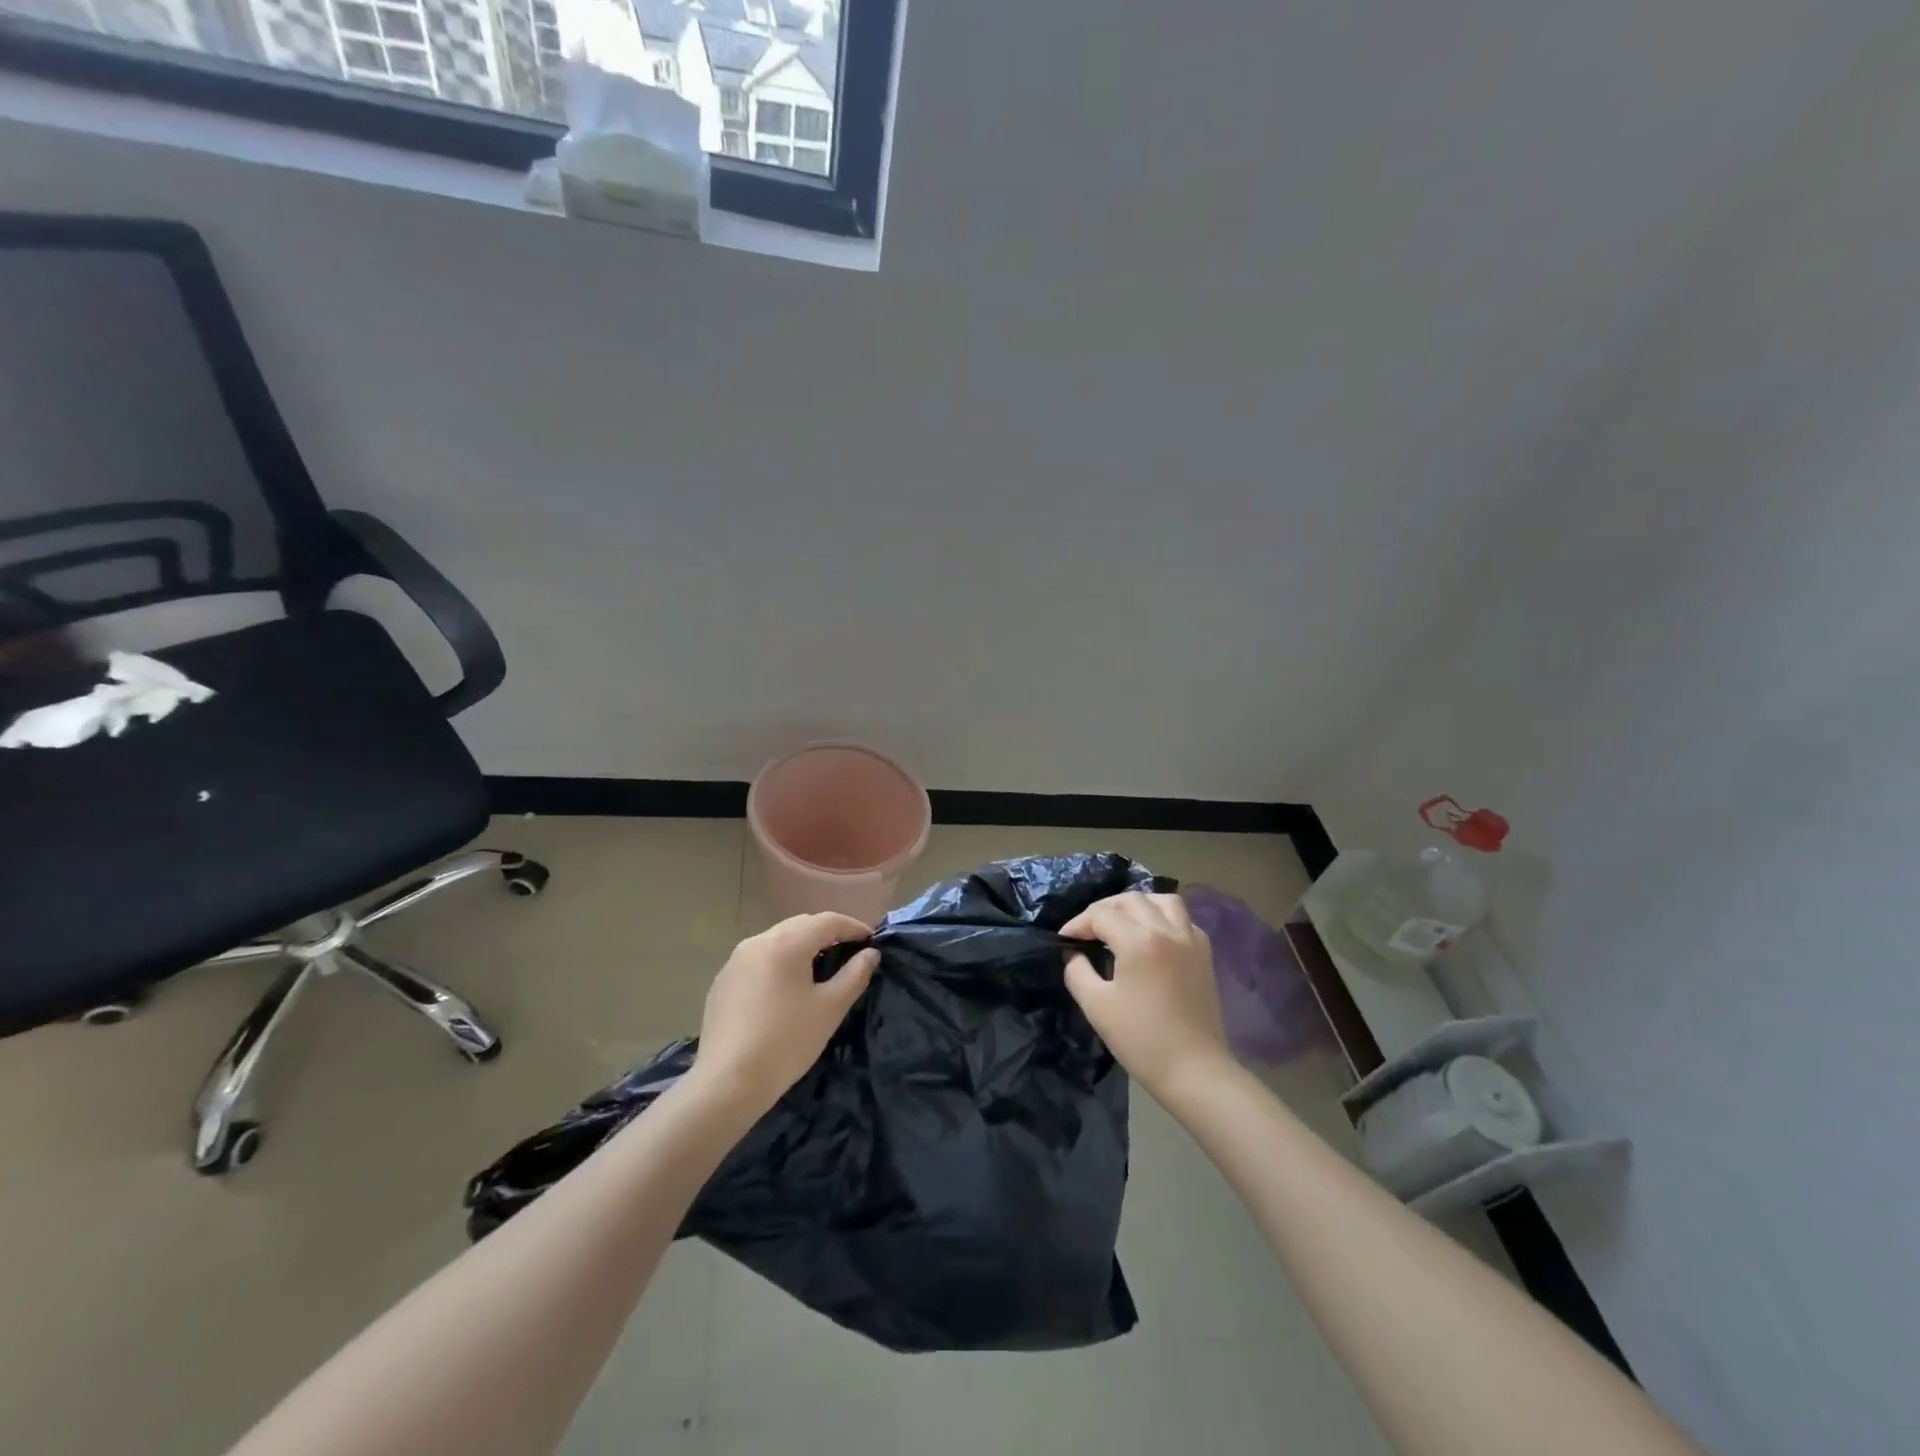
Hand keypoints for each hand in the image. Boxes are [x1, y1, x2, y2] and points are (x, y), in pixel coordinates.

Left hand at [690, 913, 879, 1115]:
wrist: (727, 1082)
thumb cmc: (786, 1041)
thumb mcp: (830, 1008)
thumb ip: (854, 975)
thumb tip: (870, 954)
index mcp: (786, 943)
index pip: (827, 921)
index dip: (852, 927)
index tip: (871, 940)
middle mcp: (758, 941)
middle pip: (800, 926)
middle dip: (827, 933)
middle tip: (848, 950)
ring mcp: (735, 961)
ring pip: (777, 941)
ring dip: (801, 946)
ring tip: (819, 967)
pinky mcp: (722, 982)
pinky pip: (758, 960)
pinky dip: (778, 963)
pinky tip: (784, 988)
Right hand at [1060, 892, 1232, 1103]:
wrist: (1194, 1070)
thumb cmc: (1141, 1039)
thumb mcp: (1096, 1006)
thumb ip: (1077, 972)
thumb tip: (1073, 954)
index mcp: (1139, 940)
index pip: (1101, 915)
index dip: (1078, 924)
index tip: (1065, 939)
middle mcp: (1167, 930)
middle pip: (1131, 900)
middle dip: (1104, 909)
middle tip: (1088, 930)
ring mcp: (1190, 939)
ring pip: (1162, 901)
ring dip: (1137, 905)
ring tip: (1122, 922)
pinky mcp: (1205, 954)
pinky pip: (1183, 919)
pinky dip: (1163, 917)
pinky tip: (1153, 937)